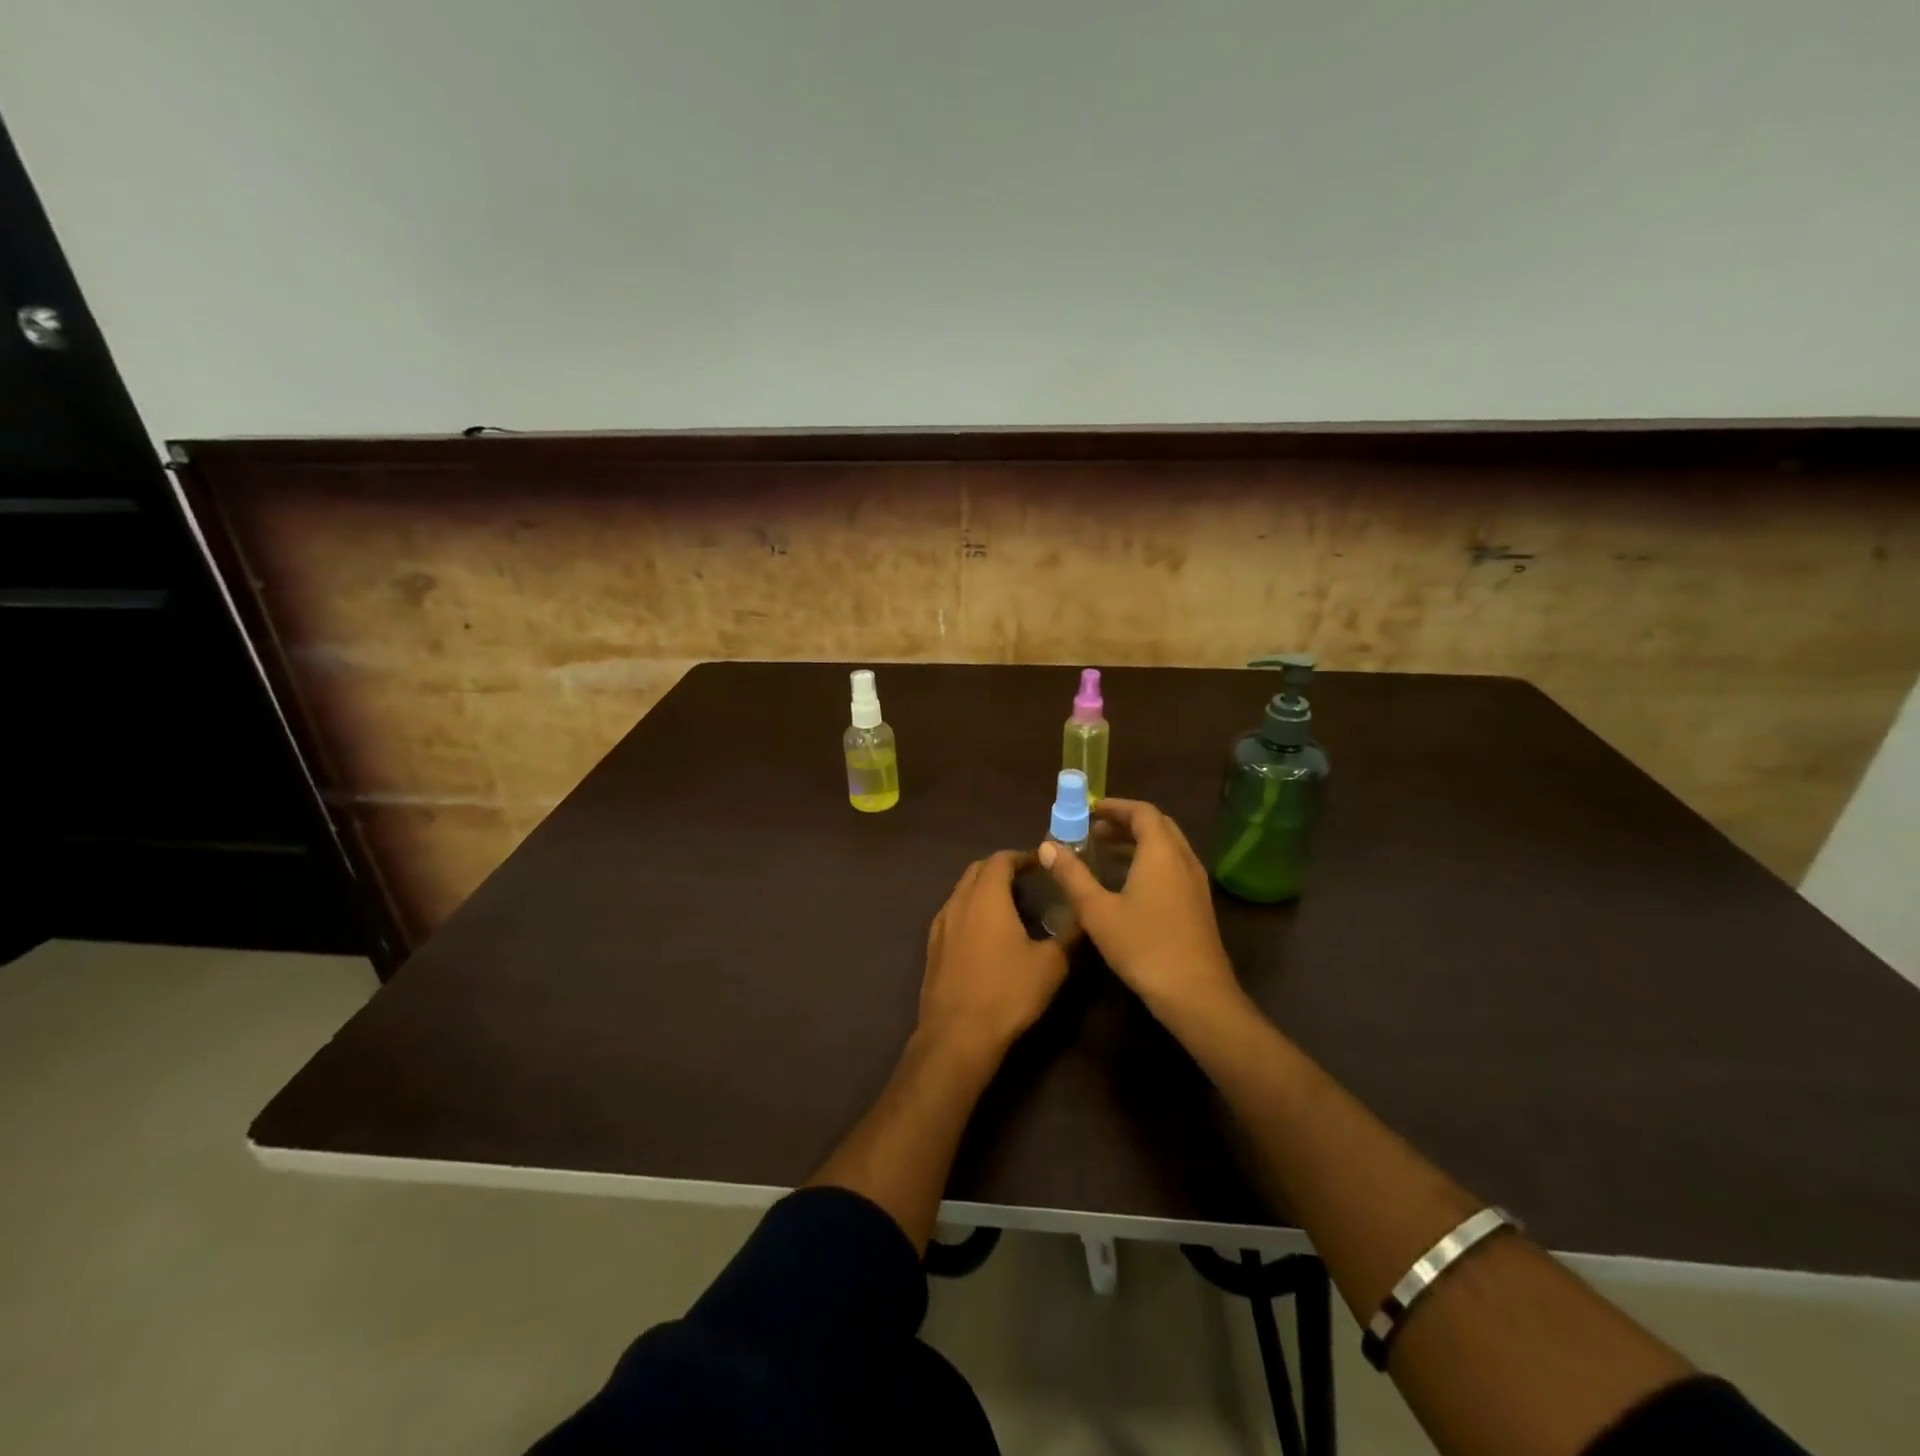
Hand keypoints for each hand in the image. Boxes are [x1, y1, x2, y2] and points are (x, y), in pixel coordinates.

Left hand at [919, 850, 1069, 1057]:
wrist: (957, 1035)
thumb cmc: (1007, 993)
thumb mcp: (1051, 965)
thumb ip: (1069, 934)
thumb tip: (1084, 916)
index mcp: (986, 897)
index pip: (1000, 859)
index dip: (1022, 857)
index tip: (1042, 864)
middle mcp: (959, 902)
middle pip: (977, 870)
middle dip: (1001, 868)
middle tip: (1027, 881)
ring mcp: (940, 924)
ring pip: (962, 891)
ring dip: (983, 889)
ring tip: (1009, 905)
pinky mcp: (932, 946)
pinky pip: (952, 913)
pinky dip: (970, 909)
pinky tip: (985, 933)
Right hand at [1039, 798, 1239, 1019]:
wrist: (1196, 994)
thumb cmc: (1144, 947)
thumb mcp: (1098, 911)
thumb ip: (1072, 876)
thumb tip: (1047, 846)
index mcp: (1161, 853)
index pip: (1142, 812)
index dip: (1115, 807)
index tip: (1089, 810)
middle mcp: (1183, 859)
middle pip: (1157, 825)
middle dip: (1125, 822)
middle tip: (1094, 830)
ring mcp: (1195, 882)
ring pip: (1167, 847)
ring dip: (1137, 842)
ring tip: (1104, 853)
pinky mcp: (1198, 903)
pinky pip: (1173, 866)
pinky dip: (1149, 861)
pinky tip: (1127, 883)